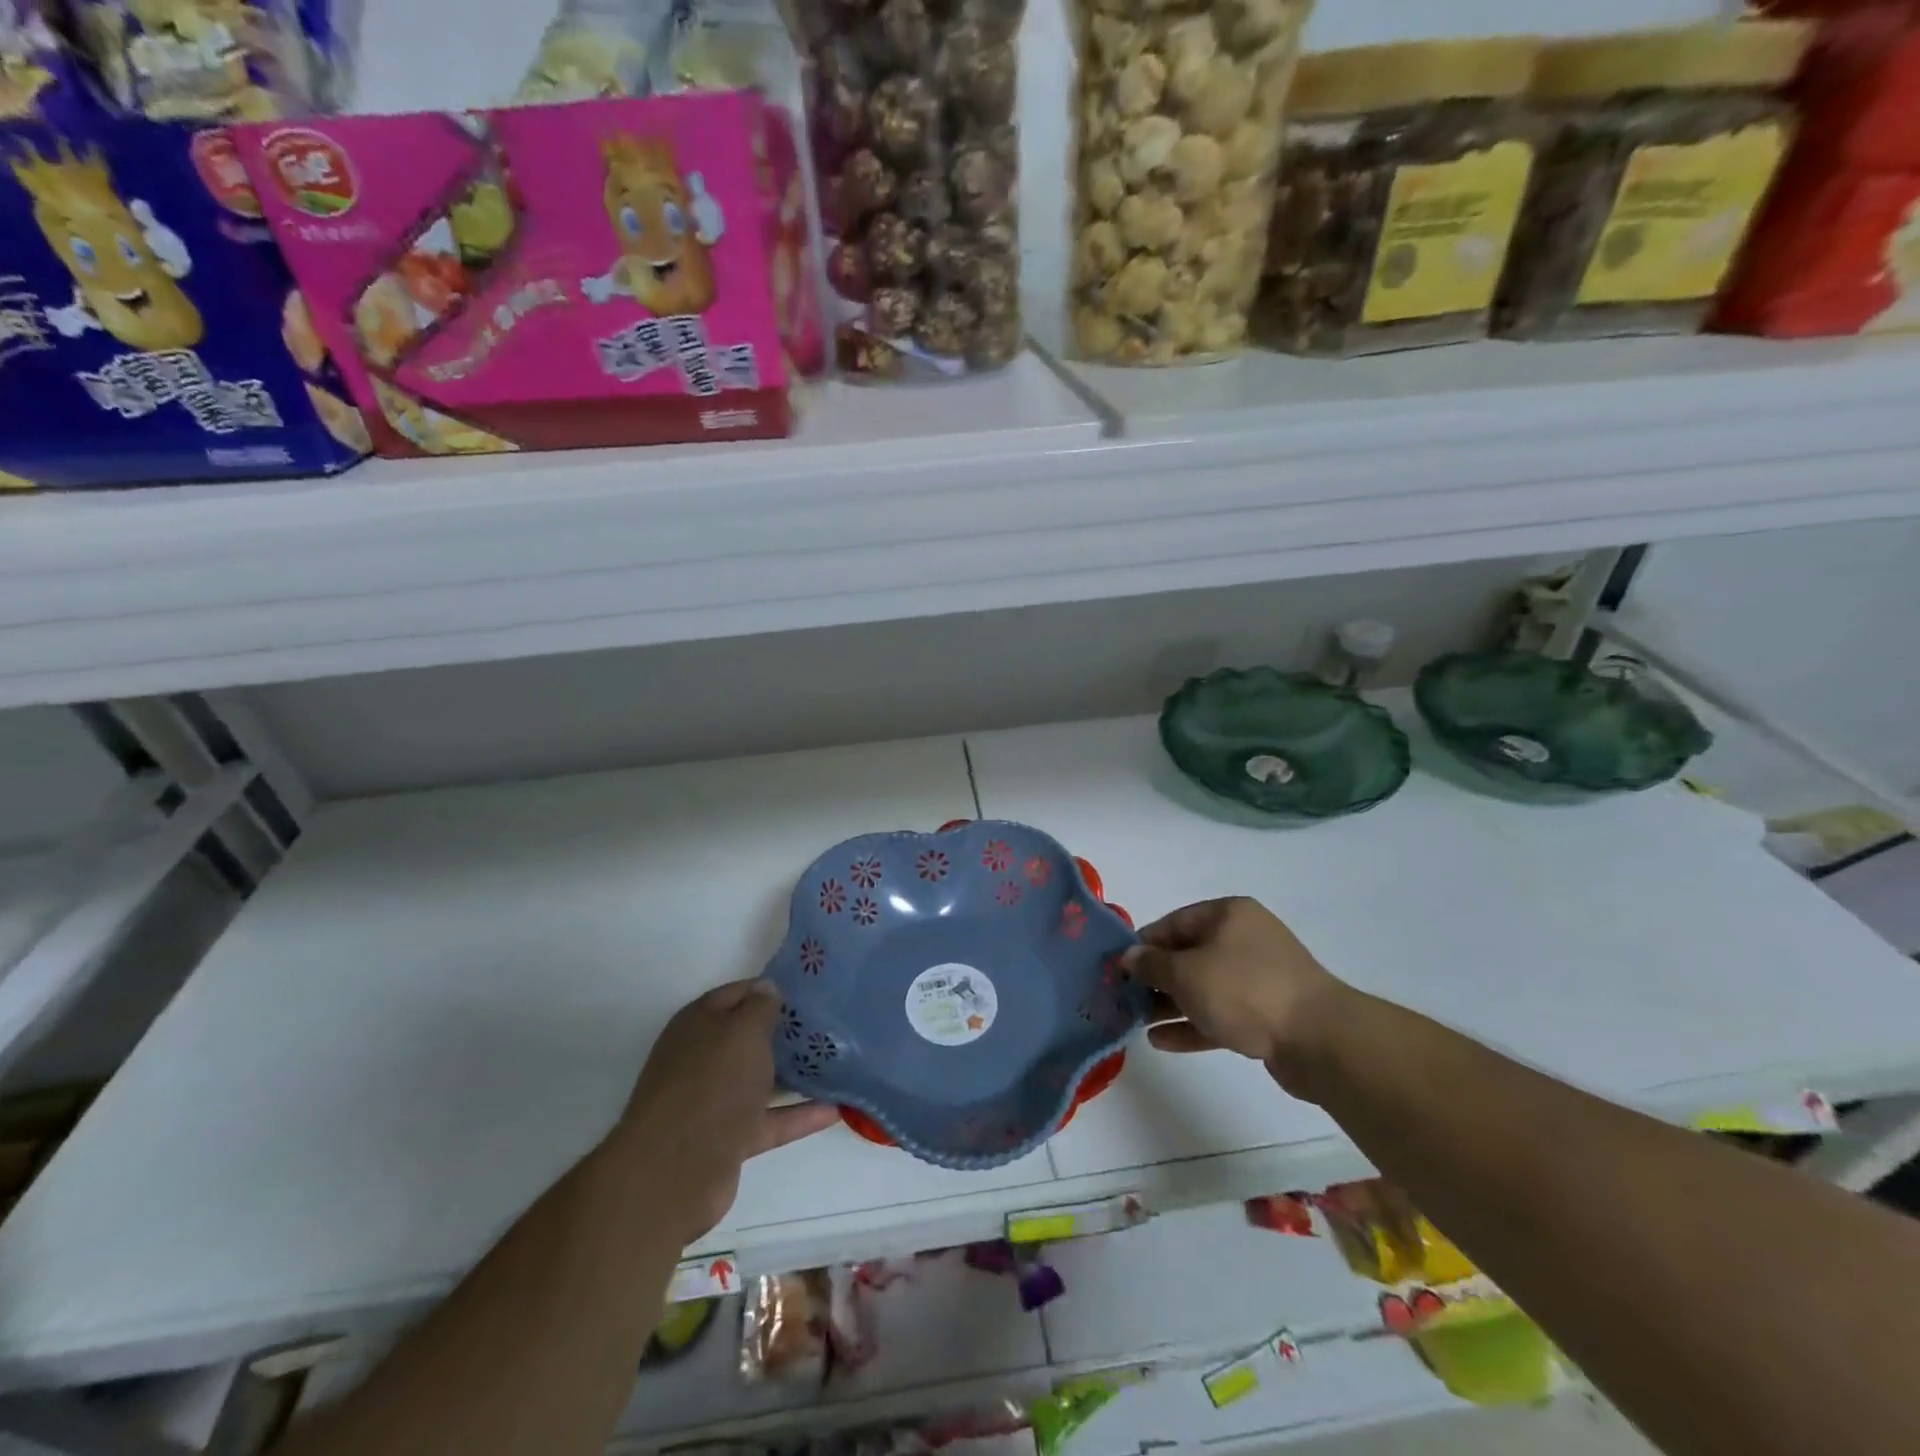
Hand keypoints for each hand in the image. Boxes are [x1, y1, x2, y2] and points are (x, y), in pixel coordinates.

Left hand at [619, 980, 836, 1242]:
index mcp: (698, 1024)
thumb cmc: (712, 1082)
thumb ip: (760, 1006)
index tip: (807, 990)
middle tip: (827, 1024)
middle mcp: (701, 1059)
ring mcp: (712, 1101)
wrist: (676, 1169)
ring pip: (758, 1080)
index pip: (737, 994)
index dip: (769, 989)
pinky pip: (769, 1120)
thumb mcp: (743, 1030)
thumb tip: (767, 988)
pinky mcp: (726, 1139)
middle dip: (783, 1032)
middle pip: (747, 1039)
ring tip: (836, 1063)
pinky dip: (798, 1115)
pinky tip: (834, 1110)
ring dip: (793, 1074)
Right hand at [1122, 898, 1348, 1080]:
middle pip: (1188, 955)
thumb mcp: (1187, 972)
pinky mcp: (1266, 1014)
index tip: (1116, 968)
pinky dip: (1192, 1024)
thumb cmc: (1245, 990)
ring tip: (1136, 1022)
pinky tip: (1161, 1041)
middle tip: (1123, 998)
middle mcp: (1243, 939)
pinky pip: (1220, 1014)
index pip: (1173, 923)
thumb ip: (1152, 964)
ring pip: (1203, 987)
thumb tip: (1128, 956)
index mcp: (1227, 915)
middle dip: (1155, 978)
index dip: (1143, 944)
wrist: (1318, 1039)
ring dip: (1170, 1004)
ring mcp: (1257, 978)